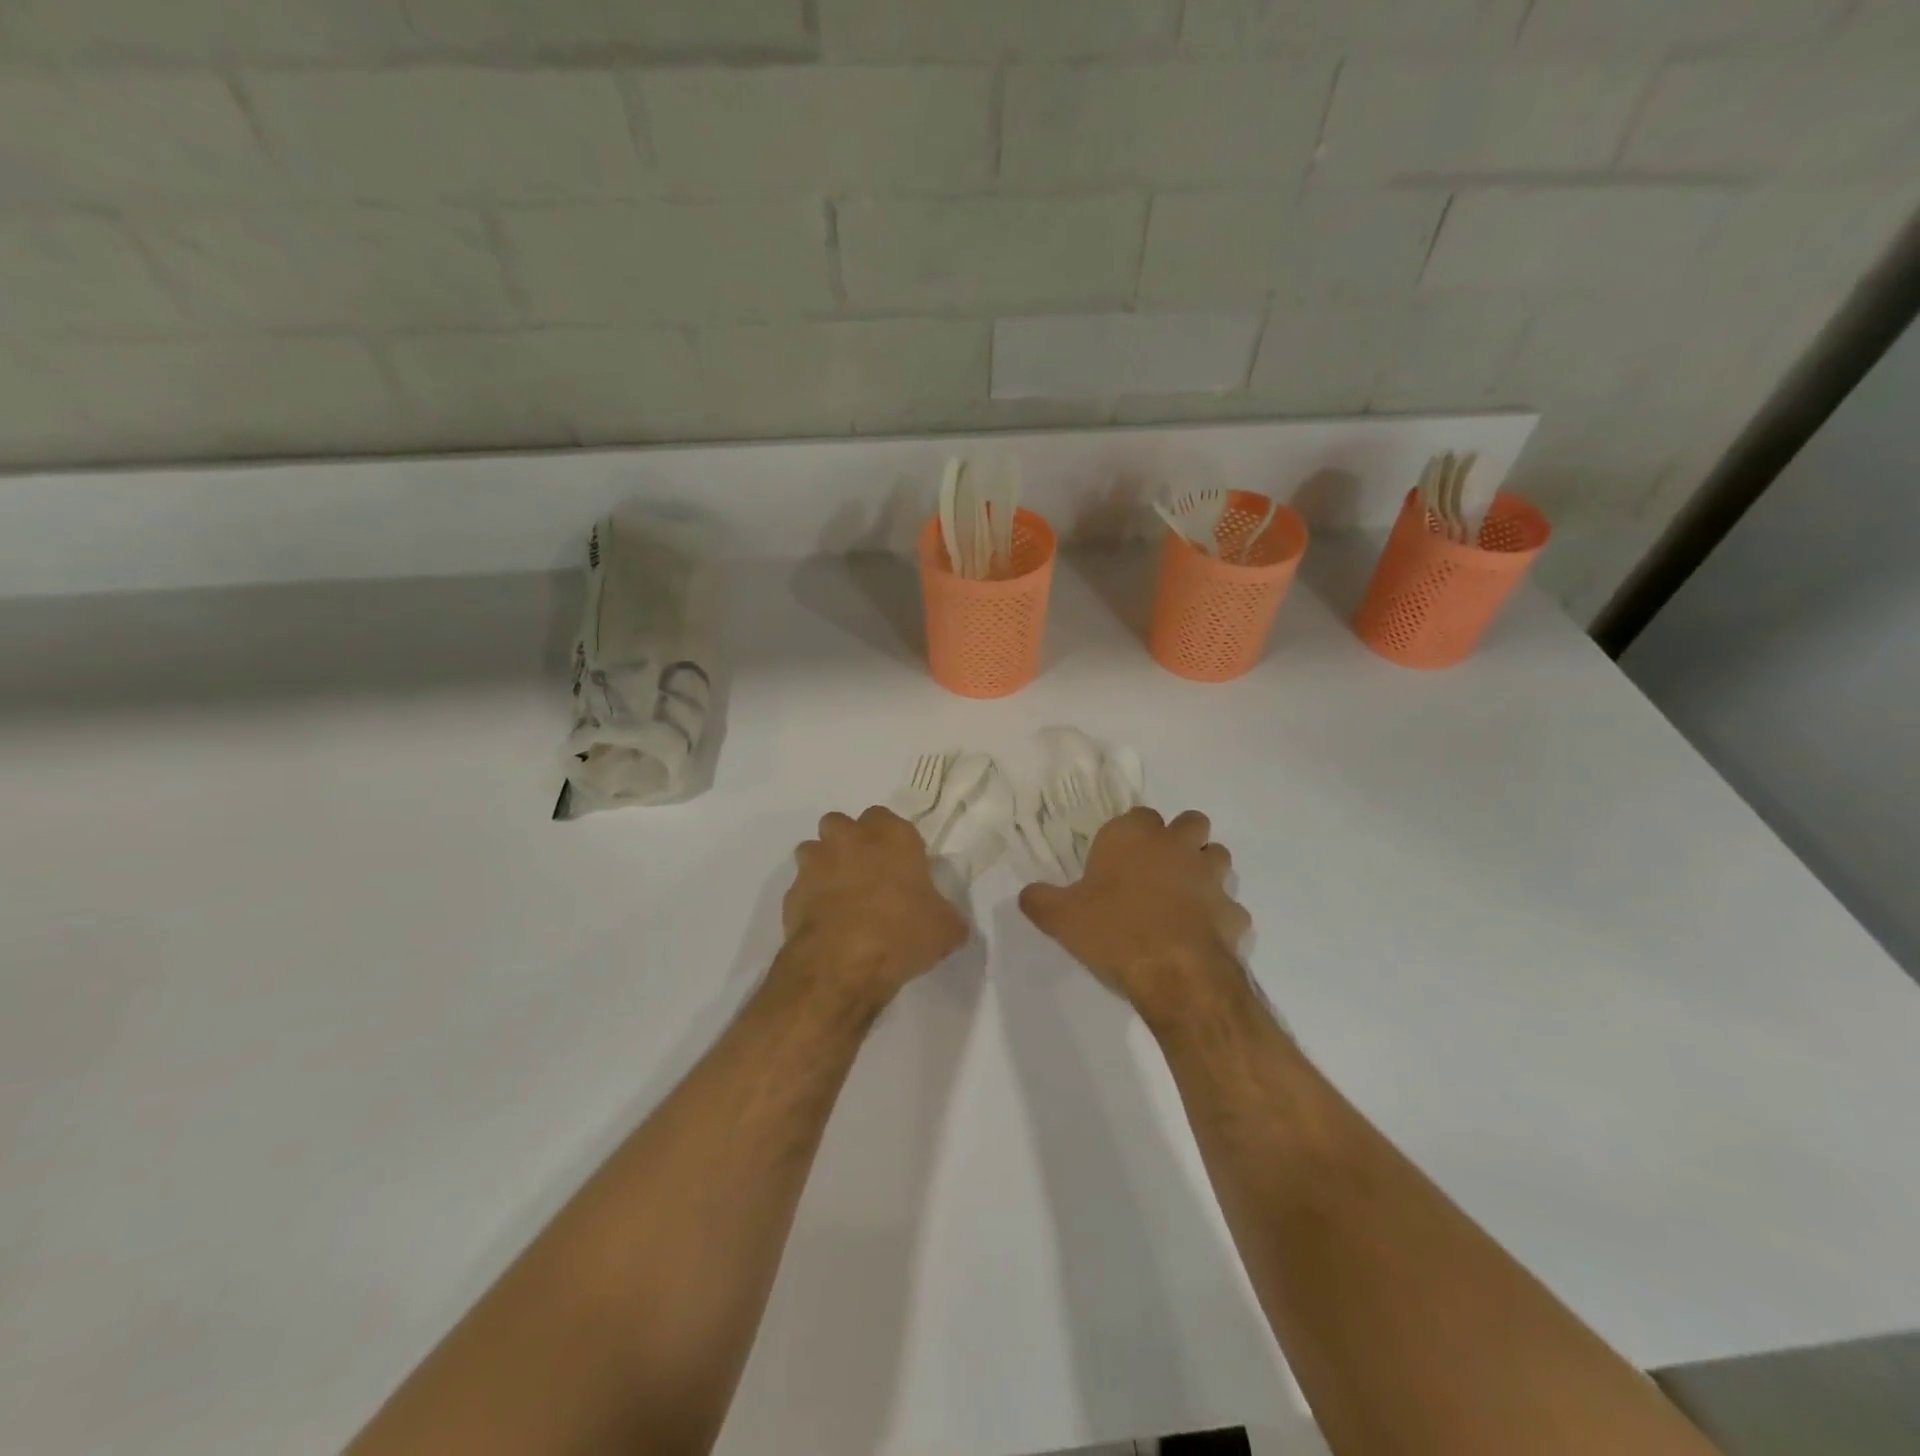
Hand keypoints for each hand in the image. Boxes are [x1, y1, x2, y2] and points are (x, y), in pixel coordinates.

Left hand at [782, 807, 968, 1005]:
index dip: (892, 840)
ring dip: (825, 864)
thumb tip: (944, 918)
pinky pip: (802, 886)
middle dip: (851, 842)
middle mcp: (850, 838)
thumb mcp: (946, 928)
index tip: (901, 865)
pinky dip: (811, 898)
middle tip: (867, 874)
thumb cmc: (902, 933)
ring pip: (815, 849)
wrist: (842, 965)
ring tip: (841, 896)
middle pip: (843, 824)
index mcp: (892, 835)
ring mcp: (816, 862)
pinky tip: (826, 922)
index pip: (888, 819)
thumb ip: (945, 913)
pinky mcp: (792, 891)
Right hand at [1019, 808, 1250, 1020]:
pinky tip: (1200, 936)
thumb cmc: (1114, 932)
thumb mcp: (1061, 918)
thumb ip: (1040, 900)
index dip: (1132, 834)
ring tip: (1183, 897)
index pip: (1139, 815)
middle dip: (1180, 839)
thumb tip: (1028, 894)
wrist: (1175, 974)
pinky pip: (1229, 906)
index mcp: (1134, 836)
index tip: (1118, 859)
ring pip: (1218, 856)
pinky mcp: (1234, 912)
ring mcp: (1212, 877)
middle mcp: (1177, 846)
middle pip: (1191, 822)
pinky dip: (1219, 916)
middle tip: (1158, 869)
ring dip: (1204, 869)